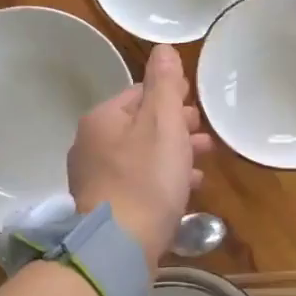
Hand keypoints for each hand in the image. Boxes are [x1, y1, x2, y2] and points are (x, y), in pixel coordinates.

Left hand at [69, 45, 212, 265]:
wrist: (119, 246)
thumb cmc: (146, 179)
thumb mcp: (163, 123)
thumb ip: (165, 85)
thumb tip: (163, 49)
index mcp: (102, 119)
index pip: (139, 94)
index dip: (171, 96)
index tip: (196, 104)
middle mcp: (91, 145)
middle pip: (140, 126)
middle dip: (175, 127)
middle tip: (204, 135)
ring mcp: (95, 178)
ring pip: (141, 156)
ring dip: (173, 154)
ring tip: (203, 161)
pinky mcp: (106, 207)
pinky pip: (138, 183)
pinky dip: (162, 180)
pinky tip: (187, 189)